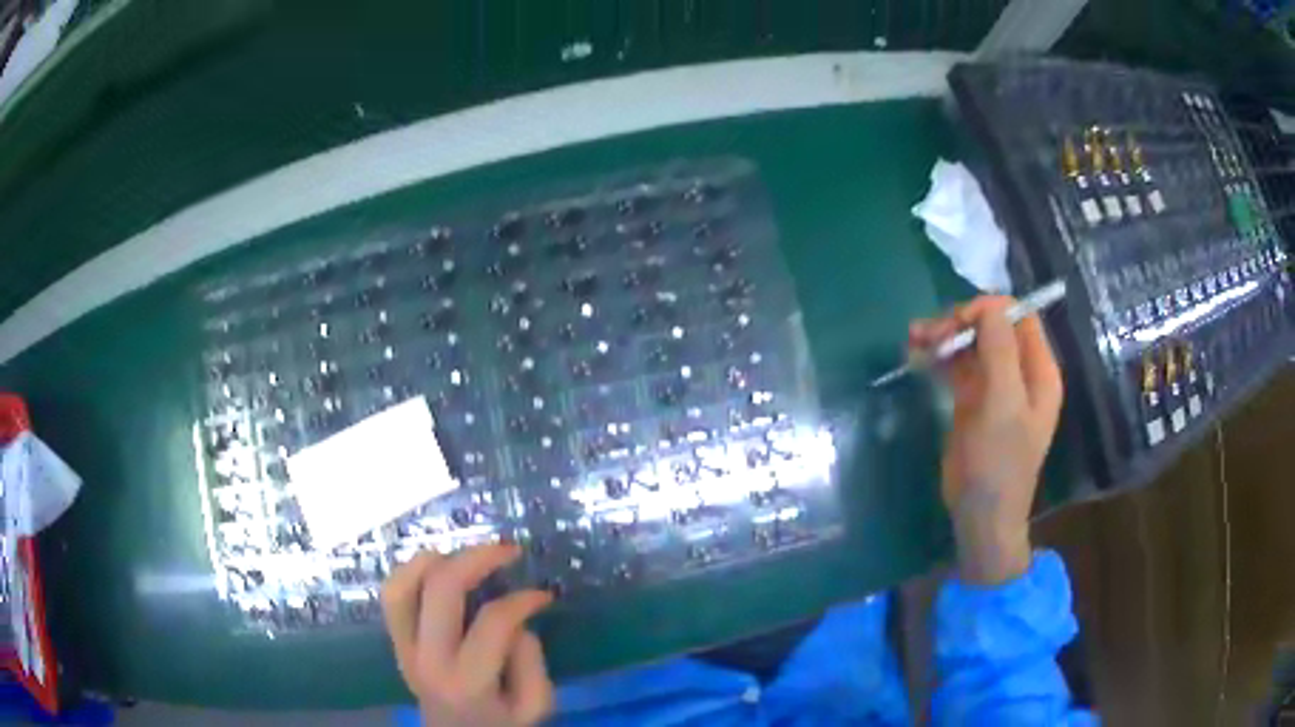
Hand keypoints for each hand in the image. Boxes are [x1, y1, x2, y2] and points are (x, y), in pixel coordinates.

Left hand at [381, 544, 554, 725]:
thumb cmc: (500, 725)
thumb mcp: (534, 706)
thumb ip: (531, 663)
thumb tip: (517, 622)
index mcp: (467, 679)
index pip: (493, 621)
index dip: (523, 599)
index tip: (544, 595)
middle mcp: (427, 658)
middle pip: (441, 588)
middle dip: (478, 557)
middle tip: (509, 550)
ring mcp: (403, 648)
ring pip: (402, 585)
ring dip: (435, 560)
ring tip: (465, 554)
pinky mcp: (396, 642)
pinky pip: (392, 596)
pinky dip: (411, 572)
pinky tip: (437, 568)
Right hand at [910, 296, 1062, 584]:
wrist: (981, 516)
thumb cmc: (999, 462)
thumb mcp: (1003, 404)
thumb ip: (1000, 350)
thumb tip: (988, 305)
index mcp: (1039, 370)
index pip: (1017, 317)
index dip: (988, 310)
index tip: (956, 323)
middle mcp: (1020, 372)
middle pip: (991, 327)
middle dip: (960, 323)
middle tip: (927, 335)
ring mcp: (996, 386)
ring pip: (971, 344)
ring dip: (944, 337)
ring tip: (913, 339)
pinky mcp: (973, 401)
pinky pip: (957, 366)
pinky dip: (938, 357)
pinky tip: (915, 355)